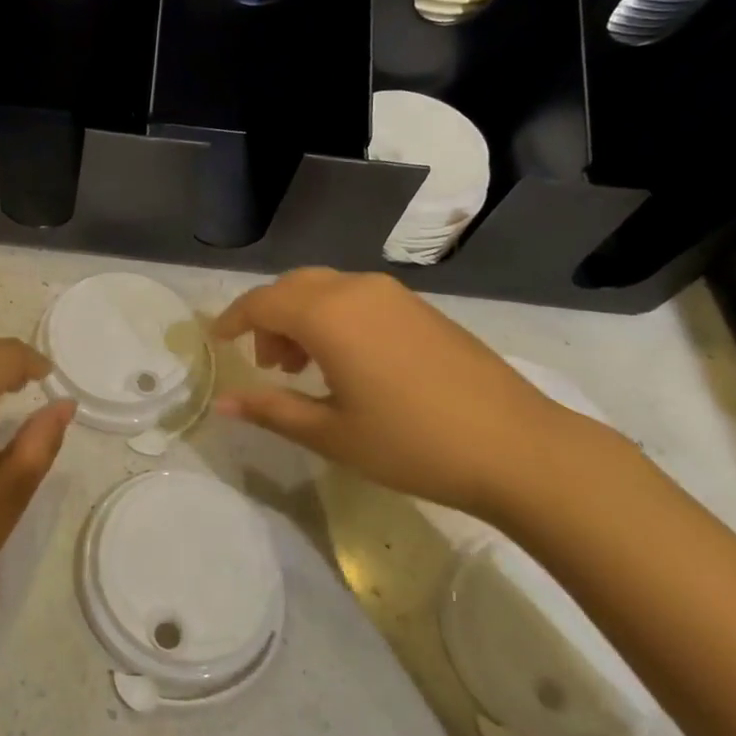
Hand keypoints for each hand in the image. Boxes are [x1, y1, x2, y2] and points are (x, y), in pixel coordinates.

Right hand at [212, 269, 614, 519]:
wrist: (519, 447)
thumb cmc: (413, 443)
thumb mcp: (332, 433)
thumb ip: (271, 410)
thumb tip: (222, 402)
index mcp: (328, 315)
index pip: (261, 303)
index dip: (233, 320)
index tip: (216, 340)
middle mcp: (356, 290)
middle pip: (292, 288)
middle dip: (268, 318)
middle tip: (267, 364)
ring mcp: (393, 295)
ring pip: (325, 289)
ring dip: (301, 317)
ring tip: (303, 367)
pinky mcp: (419, 308)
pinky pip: (357, 298)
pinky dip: (333, 318)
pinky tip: (346, 362)